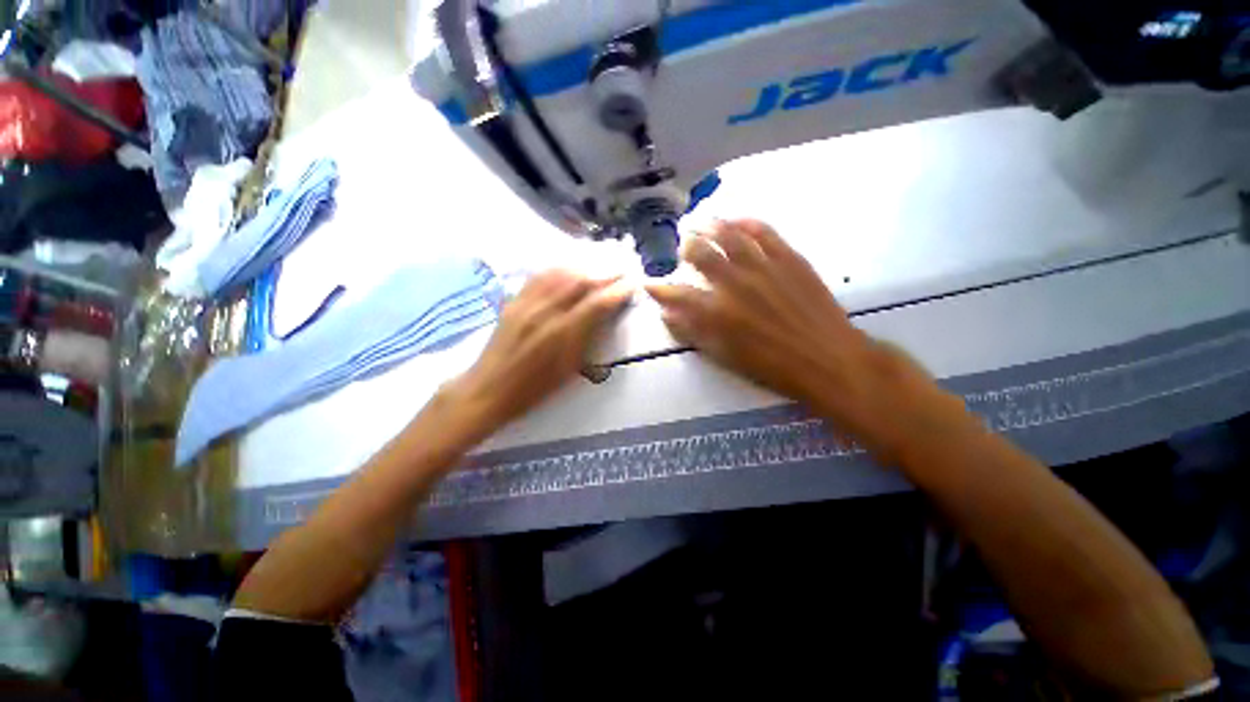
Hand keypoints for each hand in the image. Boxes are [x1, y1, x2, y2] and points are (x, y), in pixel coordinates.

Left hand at [446, 269, 632, 432]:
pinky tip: (568, 268)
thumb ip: (586, 340)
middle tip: (621, 271)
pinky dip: (558, 269)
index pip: (597, 303)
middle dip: (605, 274)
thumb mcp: (568, 370)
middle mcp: (545, 312)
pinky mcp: (513, 301)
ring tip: (599, 267)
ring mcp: (526, 303)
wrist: (488, 389)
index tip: (632, 285)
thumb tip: (603, 316)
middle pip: (580, 282)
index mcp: (563, 334)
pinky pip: (538, 277)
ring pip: (560, 274)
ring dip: (584, 267)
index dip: (617, 292)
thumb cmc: (534, 389)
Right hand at [646, 219, 954, 460]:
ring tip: (703, 223)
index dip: (659, 288)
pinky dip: (748, 223)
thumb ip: (693, 333)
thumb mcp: (725, 357)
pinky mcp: (789, 258)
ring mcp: (763, 266)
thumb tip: (668, 315)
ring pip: (730, 236)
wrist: (827, 359)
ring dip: (712, 227)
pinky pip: (764, 232)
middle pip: (700, 253)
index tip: (650, 283)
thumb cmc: (772, 366)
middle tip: (684, 246)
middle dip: (687, 248)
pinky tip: (738, 220)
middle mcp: (735, 282)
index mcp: (717, 311)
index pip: (677, 293)